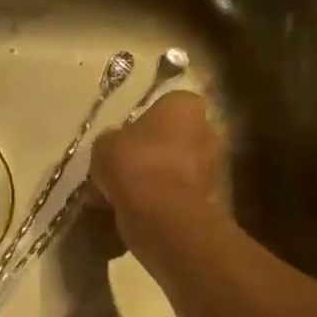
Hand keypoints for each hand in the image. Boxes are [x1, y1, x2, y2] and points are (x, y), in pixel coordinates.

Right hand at [87, 92, 223, 248]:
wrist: (159, 211)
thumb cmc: (133, 162)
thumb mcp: (105, 143)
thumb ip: (113, 140)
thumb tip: (115, 147)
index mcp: (184, 105)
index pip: (166, 105)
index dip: (144, 121)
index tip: (125, 137)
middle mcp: (206, 129)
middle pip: (175, 138)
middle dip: (153, 150)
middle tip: (124, 166)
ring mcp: (211, 165)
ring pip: (176, 167)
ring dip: (155, 177)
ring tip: (123, 192)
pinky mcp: (207, 197)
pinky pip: (176, 193)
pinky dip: (159, 199)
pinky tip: (132, 209)